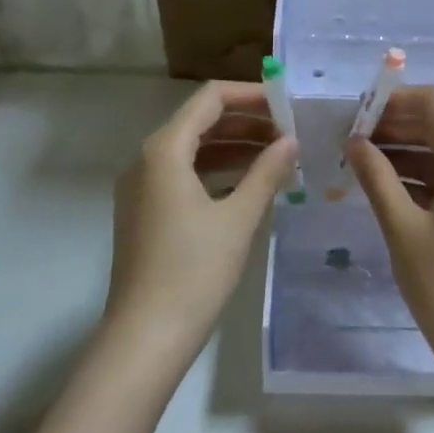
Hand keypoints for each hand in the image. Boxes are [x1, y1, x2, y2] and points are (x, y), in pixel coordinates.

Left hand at [107, 81, 296, 371]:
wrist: (145, 337)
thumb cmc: (194, 271)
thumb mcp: (239, 218)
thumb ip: (267, 172)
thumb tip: (291, 141)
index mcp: (164, 150)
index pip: (210, 98)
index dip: (250, 95)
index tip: (287, 104)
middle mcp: (147, 159)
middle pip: (201, 121)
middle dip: (247, 122)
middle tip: (290, 133)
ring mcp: (142, 187)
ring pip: (193, 150)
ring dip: (235, 148)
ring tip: (279, 157)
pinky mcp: (146, 212)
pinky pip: (184, 176)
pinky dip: (217, 172)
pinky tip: (250, 186)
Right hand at [346, 86, 433, 371]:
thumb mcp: (402, 228)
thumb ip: (376, 177)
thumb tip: (354, 142)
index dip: (394, 102)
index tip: (358, 115)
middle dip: (397, 125)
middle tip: (353, 137)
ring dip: (408, 149)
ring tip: (362, 158)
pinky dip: (424, 173)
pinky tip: (387, 183)